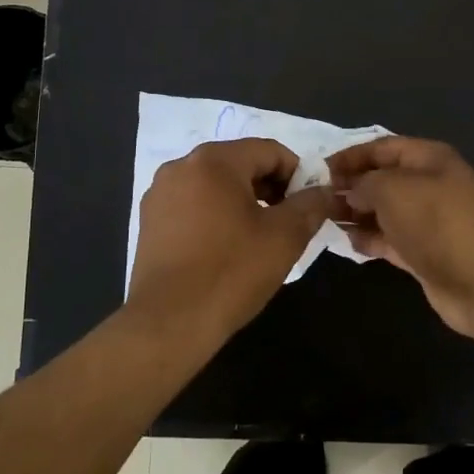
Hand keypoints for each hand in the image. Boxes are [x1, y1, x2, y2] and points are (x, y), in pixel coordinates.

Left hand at [126, 138, 333, 344]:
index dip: (297, 174)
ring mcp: (160, 193)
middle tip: (289, 223)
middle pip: (239, 163)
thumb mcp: (284, 237)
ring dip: (243, 202)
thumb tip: (323, 190)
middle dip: (269, 188)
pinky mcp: (150, 220)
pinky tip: (226, 248)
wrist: (169, 322)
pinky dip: (215, 215)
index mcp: (214, 160)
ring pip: (215, 185)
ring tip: (259, 238)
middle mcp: (181, 166)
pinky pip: (192, 205)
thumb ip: (309, 205)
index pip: (269, 151)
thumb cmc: (231, 272)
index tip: (309, 205)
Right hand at [327, 136, 473, 356]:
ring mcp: (427, 220)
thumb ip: (362, 183)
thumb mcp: (392, 189)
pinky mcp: (424, 252)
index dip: (350, 156)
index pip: (381, 147)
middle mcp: (429, 184)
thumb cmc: (436, 222)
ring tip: (326, 219)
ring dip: (356, 213)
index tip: (319, 170)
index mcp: (428, 158)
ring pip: (383, 210)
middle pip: (382, 178)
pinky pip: (389, 238)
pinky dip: (369, 238)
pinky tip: (348, 241)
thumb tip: (348, 191)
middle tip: (318, 198)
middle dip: (350, 186)